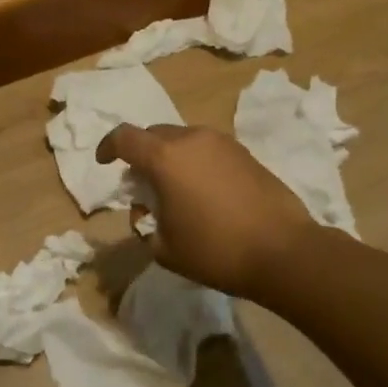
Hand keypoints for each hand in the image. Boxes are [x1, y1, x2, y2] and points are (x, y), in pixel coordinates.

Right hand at [95, 124, 316, 298]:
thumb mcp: (165, 248)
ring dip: (172, 159)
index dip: (108, 147)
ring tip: (177, 193)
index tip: (105, 163)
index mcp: (165, 157)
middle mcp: (192, 139)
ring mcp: (223, 143)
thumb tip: (151, 212)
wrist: (283, 251)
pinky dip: (197, 164)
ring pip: (184, 141)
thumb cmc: (216, 250)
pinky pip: (209, 150)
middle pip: (155, 135)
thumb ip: (147, 224)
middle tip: (143, 188)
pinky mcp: (246, 153)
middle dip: (143, 156)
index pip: (124, 137)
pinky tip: (206, 195)